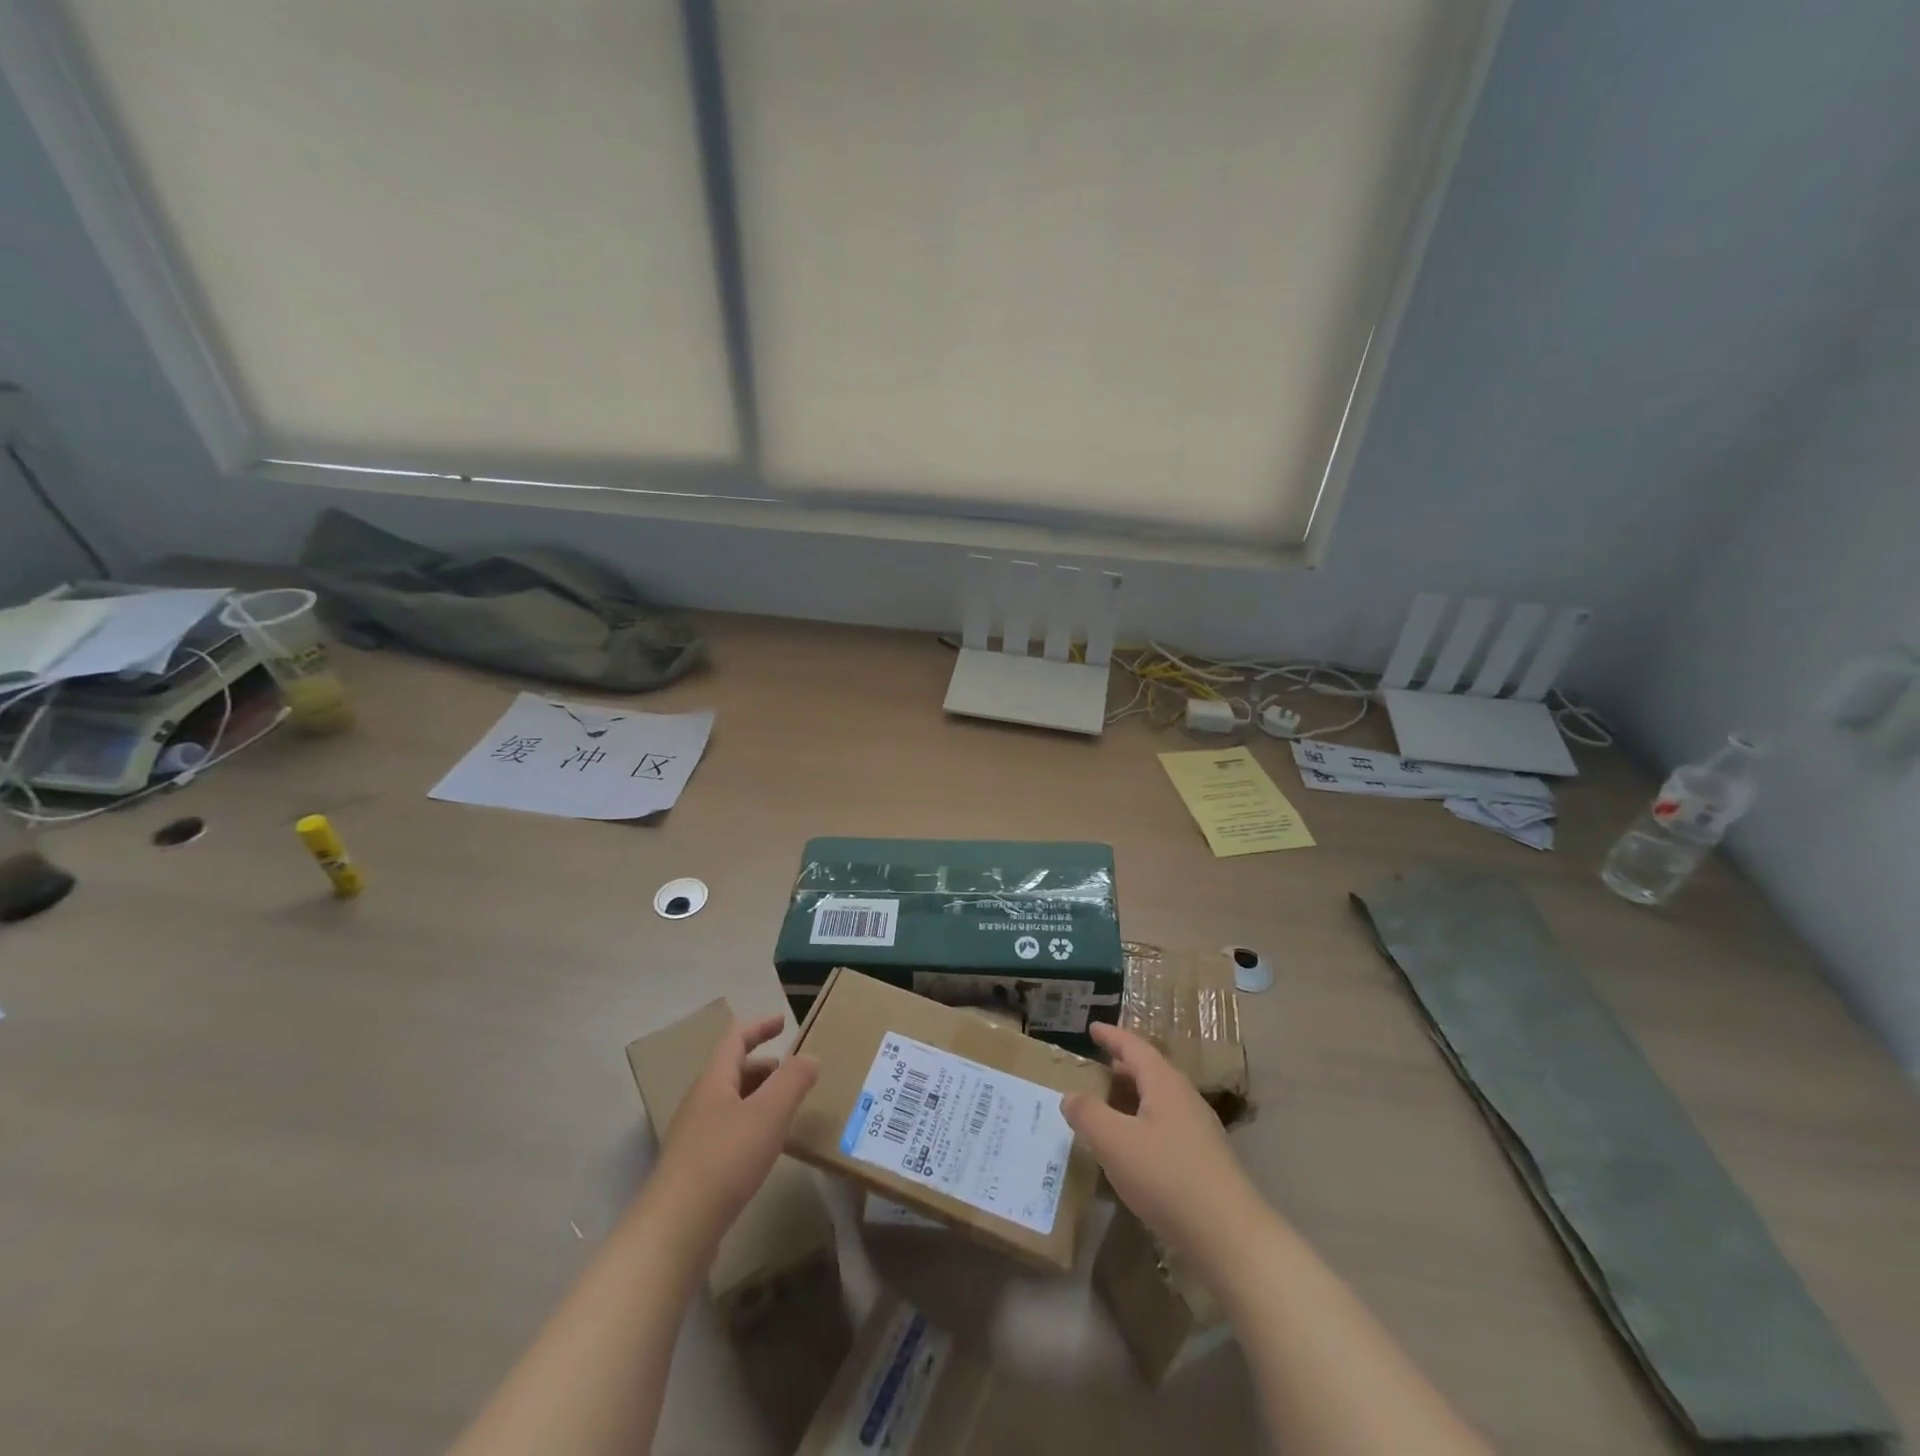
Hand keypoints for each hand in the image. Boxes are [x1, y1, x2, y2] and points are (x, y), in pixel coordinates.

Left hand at [649, 1014, 819, 1232]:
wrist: (675, 1229)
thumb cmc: (725, 1159)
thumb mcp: (769, 1113)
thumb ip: (793, 1080)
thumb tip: (810, 1057)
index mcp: (714, 1081)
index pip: (736, 1039)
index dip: (760, 1026)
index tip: (784, 1022)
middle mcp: (700, 1103)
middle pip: (732, 1071)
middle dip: (763, 1066)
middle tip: (792, 1073)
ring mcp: (693, 1137)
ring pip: (730, 1103)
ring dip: (757, 1097)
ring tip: (784, 1110)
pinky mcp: (693, 1169)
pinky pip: (726, 1131)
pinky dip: (750, 1126)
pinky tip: (763, 1149)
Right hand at [1064, 1022, 1261, 1265]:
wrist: (1231, 1236)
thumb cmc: (1167, 1177)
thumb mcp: (1115, 1142)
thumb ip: (1088, 1114)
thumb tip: (1070, 1096)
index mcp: (1164, 1083)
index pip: (1134, 1047)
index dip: (1111, 1036)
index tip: (1092, 1028)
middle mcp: (1185, 1098)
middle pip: (1150, 1071)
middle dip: (1122, 1066)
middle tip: (1097, 1066)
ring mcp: (1199, 1130)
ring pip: (1159, 1101)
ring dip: (1133, 1098)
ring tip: (1108, 1105)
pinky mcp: (1204, 1161)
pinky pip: (1166, 1127)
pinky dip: (1142, 1124)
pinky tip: (1132, 1149)